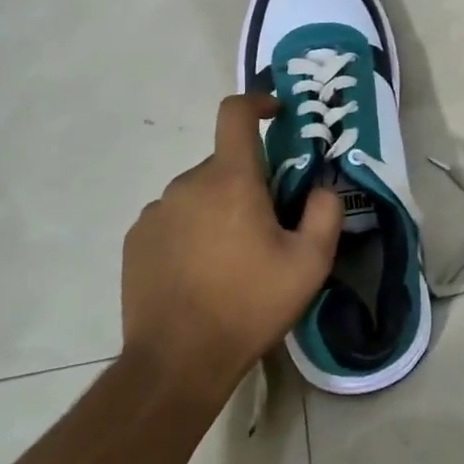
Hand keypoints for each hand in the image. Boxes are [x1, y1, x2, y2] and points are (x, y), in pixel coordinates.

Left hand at [121, 93, 340, 394]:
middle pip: (225, 164)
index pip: (236, 113)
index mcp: (230, 180)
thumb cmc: (249, 305)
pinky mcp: (137, 240)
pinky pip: (174, 218)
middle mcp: (187, 184)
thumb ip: (325, 213)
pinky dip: (193, 230)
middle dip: (249, 182)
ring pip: (199, 193)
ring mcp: (156, 212)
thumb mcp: (310, 264)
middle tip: (269, 227)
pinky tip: (202, 273)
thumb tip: (321, 187)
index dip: (257, 102)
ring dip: (220, 209)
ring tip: (234, 259)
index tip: (276, 114)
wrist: (177, 361)